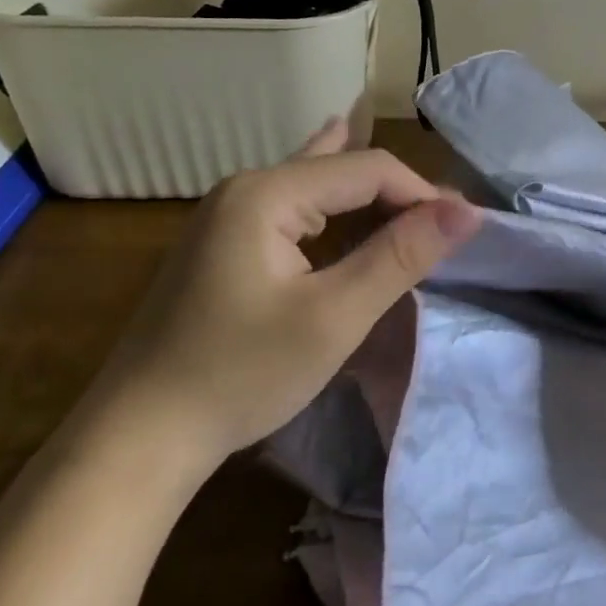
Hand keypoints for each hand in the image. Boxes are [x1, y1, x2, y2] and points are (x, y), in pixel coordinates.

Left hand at [74, 119, 481, 486]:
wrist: (138, 436)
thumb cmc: (241, 374)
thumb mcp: (334, 316)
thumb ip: (400, 256)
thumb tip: (466, 211)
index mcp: (266, 193)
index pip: (367, 169)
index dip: (422, 194)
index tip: (462, 233)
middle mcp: (244, 189)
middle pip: (340, 171)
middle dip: (397, 195)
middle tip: (446, 228)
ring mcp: (226, 216)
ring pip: (315, 188)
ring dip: (366, 200)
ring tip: (411, 196)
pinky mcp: (221, 246)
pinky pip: (292, 212)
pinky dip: (331, 211)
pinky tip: (337, 194)